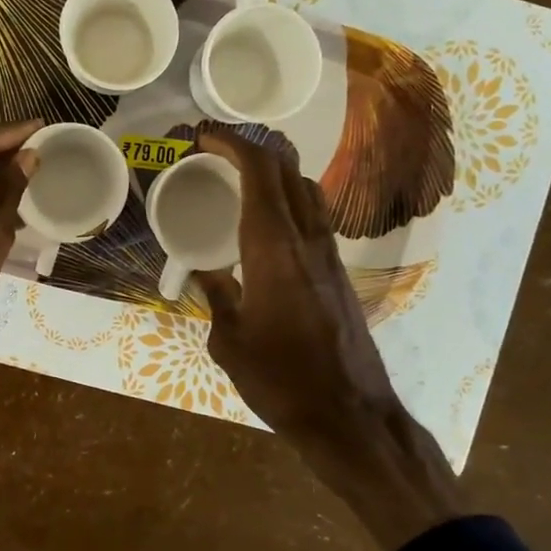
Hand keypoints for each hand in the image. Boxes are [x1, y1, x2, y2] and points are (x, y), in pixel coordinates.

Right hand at [190, 126, 462, 550]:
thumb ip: (214, 297)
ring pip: (306, 188)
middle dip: (251, 145)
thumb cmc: (281, 380)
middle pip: (286, 169)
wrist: (349, 415)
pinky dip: (288, 197)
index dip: (230, 142)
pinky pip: (313, 214)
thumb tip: (202, 272)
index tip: (201, 135)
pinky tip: (267, 221)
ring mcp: (328, 254)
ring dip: (274, 169)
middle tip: (215, 148)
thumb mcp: (229, 341)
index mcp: (273, 249)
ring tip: (240, 175)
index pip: (258, 172)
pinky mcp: (338, 272)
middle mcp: (306, 239)